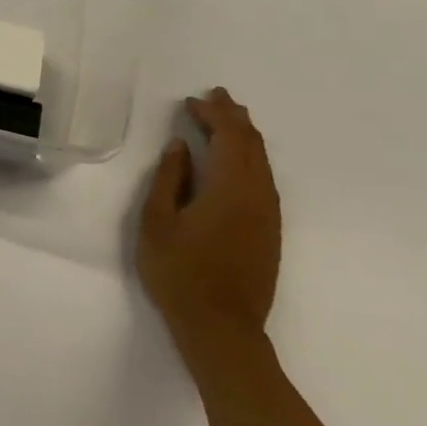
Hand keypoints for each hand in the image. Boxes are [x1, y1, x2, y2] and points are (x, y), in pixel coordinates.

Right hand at [137, 87, 280, 353]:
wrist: (221, 327)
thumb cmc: (179, 272)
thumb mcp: (157, 222)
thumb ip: (169, 179)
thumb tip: (180, 146)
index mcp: (229, 188)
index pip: (229, 137)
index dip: (213, 114)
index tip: (193, 100)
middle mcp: (257, 195)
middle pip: (252, 145)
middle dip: (234, 118)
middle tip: (215, 98)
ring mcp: (268, 214)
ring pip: (262, 162)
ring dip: (245, 137)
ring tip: (227, 120)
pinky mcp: (269, 230)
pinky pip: (264, 179)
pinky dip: (250, 158)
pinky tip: (237, 161)